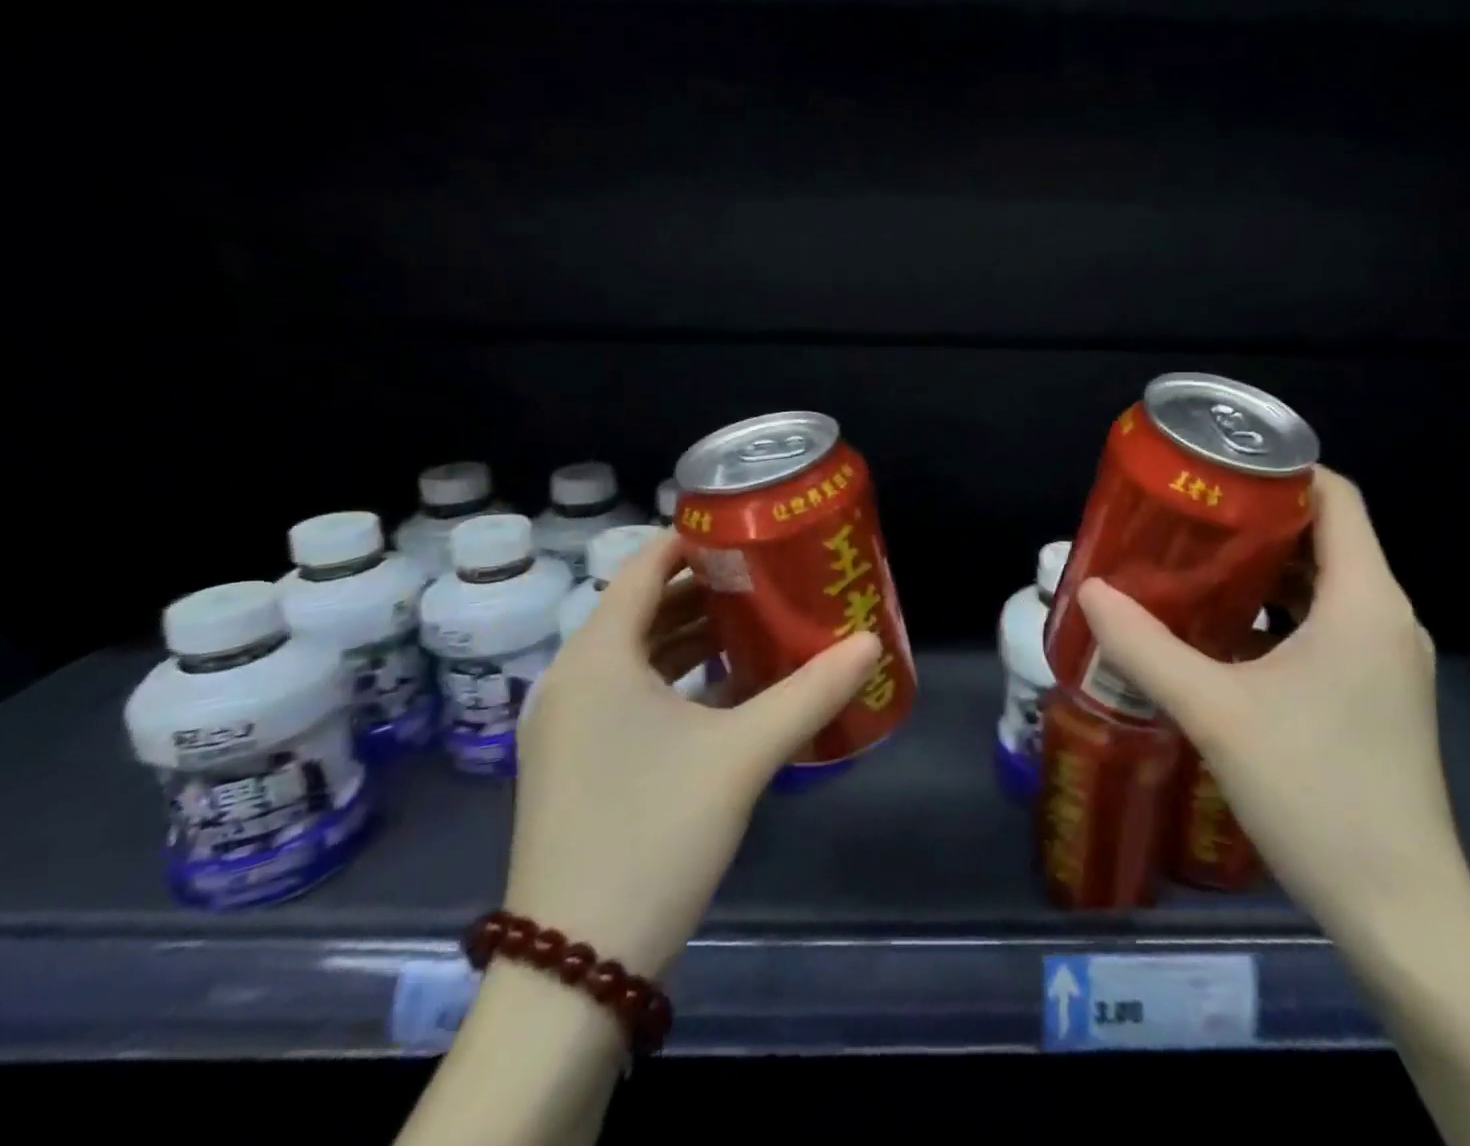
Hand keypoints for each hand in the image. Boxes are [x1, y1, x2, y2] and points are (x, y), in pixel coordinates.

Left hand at [503, 532, 881, 977]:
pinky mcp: (578, 763)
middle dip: (705, 586)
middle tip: (768, 572)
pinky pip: (631, 694)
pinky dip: (677, 678)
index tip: (748, 527)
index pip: (643, 567)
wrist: (574, 970)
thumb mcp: (743, 754)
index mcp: (597, 658)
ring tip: (759, 620)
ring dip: (693, 634)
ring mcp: (570, 726)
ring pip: (638, 654)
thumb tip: (871, 644)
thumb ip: (811, 692)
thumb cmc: (653, 834)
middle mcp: (573, 680)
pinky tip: (730, 687)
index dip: (693, 539)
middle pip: (642, 607)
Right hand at [1077, 468, 1464, 946]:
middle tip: (1186, 515)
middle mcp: (1385, 616)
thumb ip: (1145, 647)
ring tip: (1193, 562)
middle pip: (1325, 535)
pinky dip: (1278, 610)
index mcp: (1363, 600)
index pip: (1336, 496)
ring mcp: (1385, 658)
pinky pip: (1326, 623)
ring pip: (1324, 582)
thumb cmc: (1315, 793)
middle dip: (1256, 518)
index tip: (1215, 469)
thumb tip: (1089, 592)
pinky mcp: (1376, 691)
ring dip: (1263, 567)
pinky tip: (1223, 628)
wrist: (1400, 913)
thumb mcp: (1215, 712)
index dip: (1280, 470)